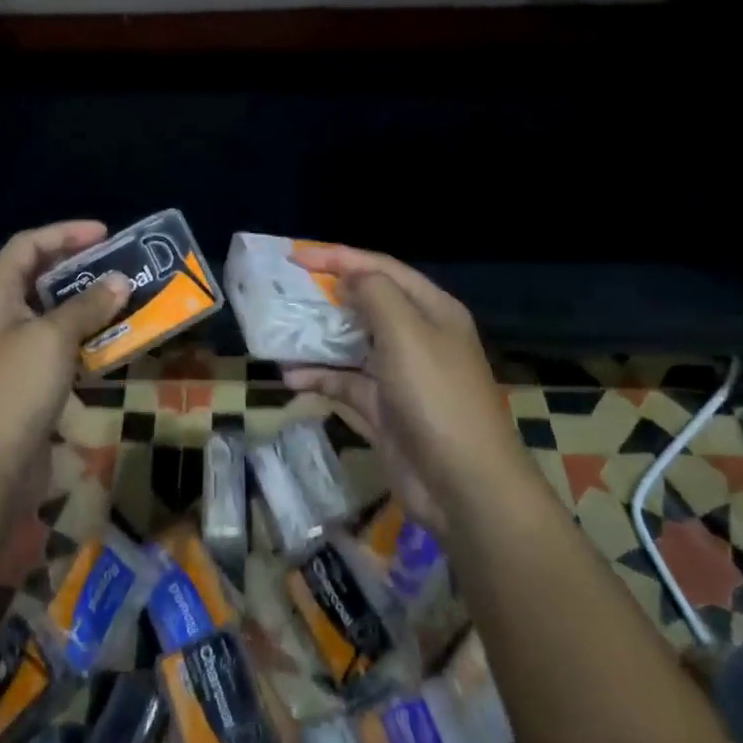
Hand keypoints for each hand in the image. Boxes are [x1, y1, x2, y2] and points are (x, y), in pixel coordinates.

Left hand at [0, 221, 130, 487]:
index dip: (66, 233)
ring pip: (53, 316)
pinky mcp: (24, 384)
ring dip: (88, 308)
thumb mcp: (53, 338)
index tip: (107, 234)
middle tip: (122, 267)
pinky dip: (85, 342)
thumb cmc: (14, 390)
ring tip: (127, 301)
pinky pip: (58, 349)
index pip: (28, 245)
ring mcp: (9, 352)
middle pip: (40, 278)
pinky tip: (114, 345)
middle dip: (82, 270)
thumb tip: (120, 281)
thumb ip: (88, 305)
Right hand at [283, 245, 522, 535]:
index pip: (380, 268)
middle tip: (283, 289)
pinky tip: (289, 376)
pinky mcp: (384, 408)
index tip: (296, 256)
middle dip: (326, 294)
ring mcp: (400, 373)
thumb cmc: (436, 396)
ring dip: (317, 337)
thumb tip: (348, 277)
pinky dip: (319, 376)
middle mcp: (417, 335)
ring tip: (278, 330)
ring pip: (351, 342)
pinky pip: (346, 382)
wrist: (464, 486)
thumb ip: (374, 294)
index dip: (338, 256)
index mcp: (431, 309)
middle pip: (365, 302)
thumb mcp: (406, 332)